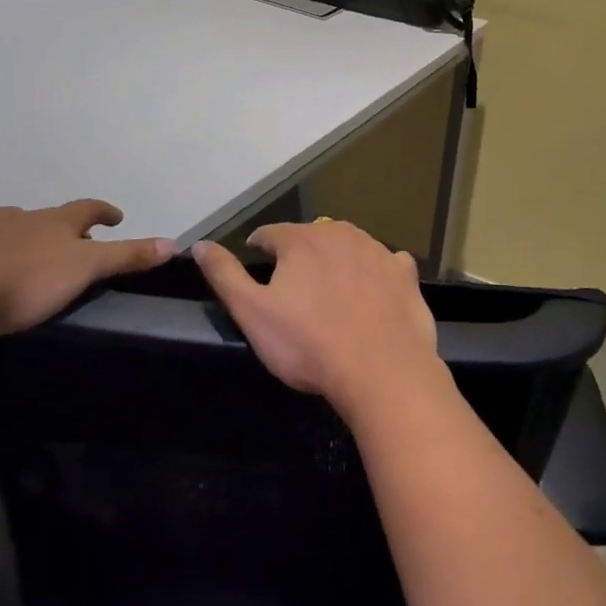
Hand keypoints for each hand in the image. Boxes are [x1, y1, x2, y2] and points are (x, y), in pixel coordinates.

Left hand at [0, 200, 175, 334]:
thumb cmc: (23, 285)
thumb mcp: (85, 272)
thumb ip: (126, 257)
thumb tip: (173, 242)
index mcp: (54, 223)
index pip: (88, 209)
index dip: (104, 212)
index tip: (115, 217)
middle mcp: (18, 216)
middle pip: (45, 217)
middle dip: (57, 227)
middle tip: (64, 245)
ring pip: (0, 220)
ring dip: (11, 229)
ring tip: (13, 247)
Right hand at [193, 220, 443, 420]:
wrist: (382, 370)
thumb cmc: (309, 344)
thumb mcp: (253, 314)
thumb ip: (225, 275)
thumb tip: (200, 245)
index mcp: (301, 241)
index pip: (270, 234)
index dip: (260, 249)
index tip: (257, 262)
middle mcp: (341, 234)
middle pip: (312, 237)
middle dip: (301, 255)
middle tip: (295, 286)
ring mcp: (378, 251)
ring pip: (350, 247)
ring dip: (338, 261)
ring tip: (332, 291)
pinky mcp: (405, 273)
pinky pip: (386, 264)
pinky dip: (377, 273)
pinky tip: (374, 294)